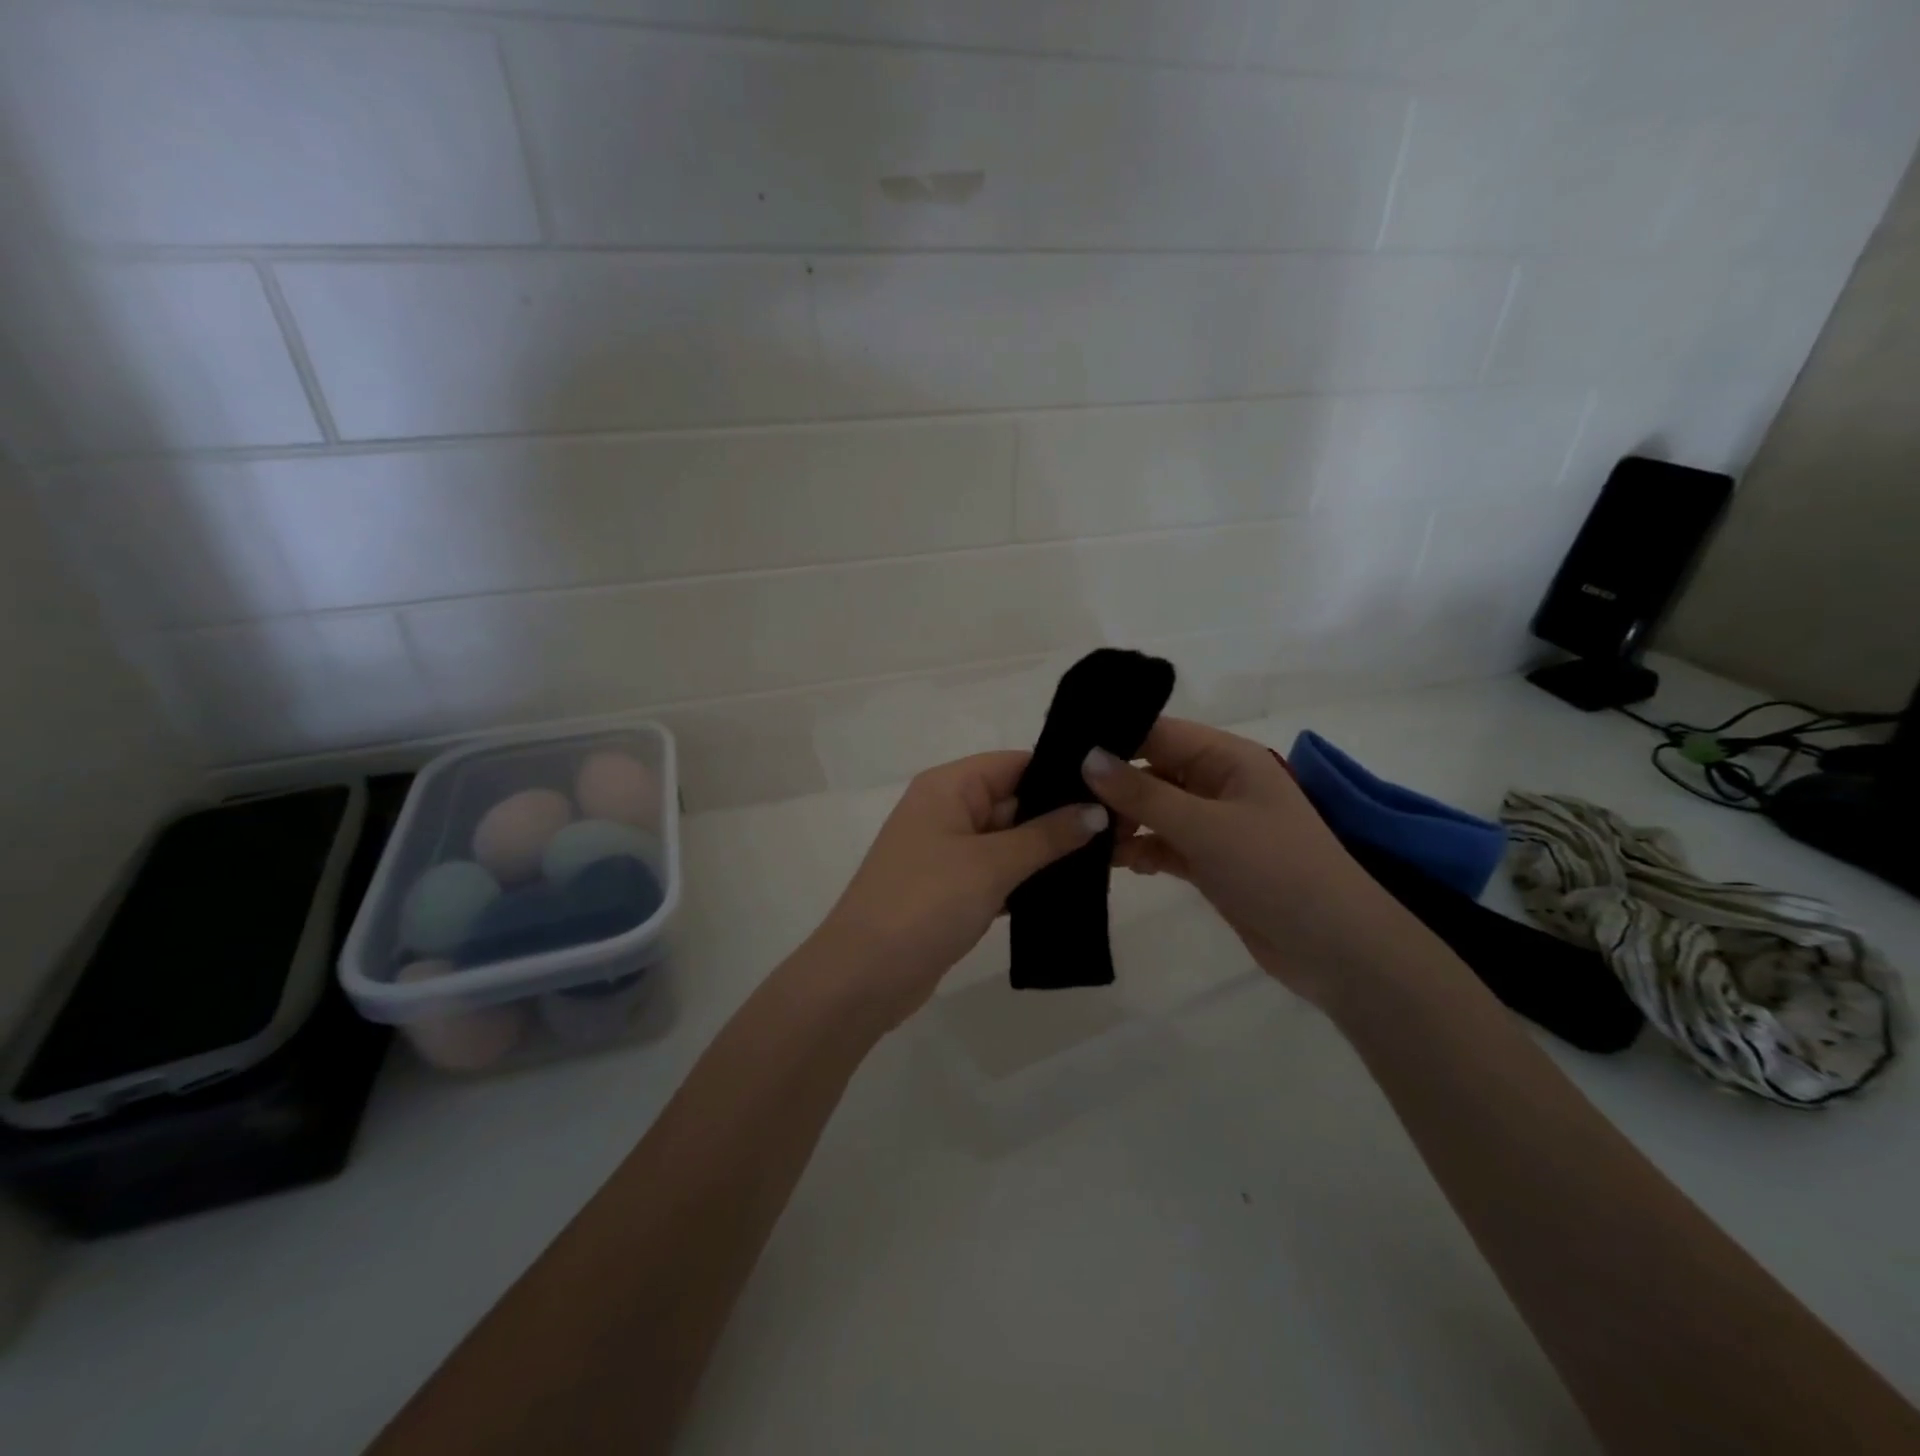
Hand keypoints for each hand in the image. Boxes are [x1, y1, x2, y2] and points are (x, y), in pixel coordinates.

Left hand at [809, 751, 1106, 1029]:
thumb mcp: (991, 864)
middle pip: (1016, 801)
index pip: (1016, 764)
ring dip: (1051, 852)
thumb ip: (1047, 835)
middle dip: (1065, 817)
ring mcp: (948, 853)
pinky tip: (1074, 890)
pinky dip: (1030, 880)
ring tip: (1115, 858)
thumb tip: (1097, 810)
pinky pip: (1000, 873)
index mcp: (948, 787)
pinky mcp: (952, 890)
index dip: (1063, 774)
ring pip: (1011, 841)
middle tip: (1127, 830)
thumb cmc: (925, 903)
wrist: (863, 977)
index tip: (1115, 790)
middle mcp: (947, 810)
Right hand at [1083, 718, 1415, 1008]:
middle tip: (1057, 800)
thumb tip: (1087, 757)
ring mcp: (1214, 825)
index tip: (1058, 751)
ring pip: (1153, 811)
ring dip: (1121, 822)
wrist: (1335, 948)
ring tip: (1079, 835)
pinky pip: (1163, 844)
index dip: (1110, 738)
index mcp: (1226, 758)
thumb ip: (1142, 793)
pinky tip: (1115, 863)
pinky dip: (1140, 850)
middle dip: (1109, 786)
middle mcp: (1217, 784)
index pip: (1157, 733)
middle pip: (1151, 771)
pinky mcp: (1210, 861)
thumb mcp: (1204, 826)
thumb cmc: (1275, 869)